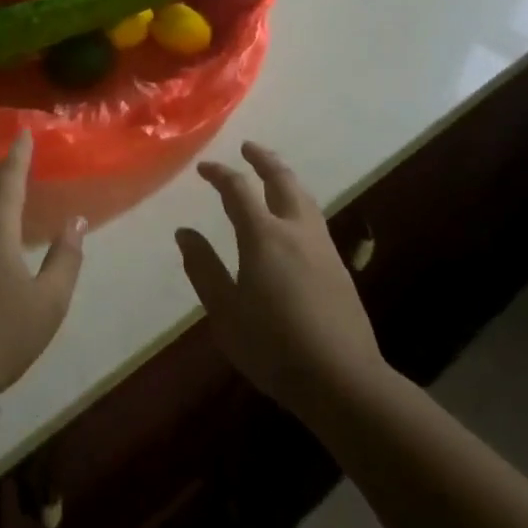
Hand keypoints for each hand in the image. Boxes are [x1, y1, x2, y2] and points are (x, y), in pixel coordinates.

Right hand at [177, 142, 387, 423]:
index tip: (203, 168)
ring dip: (284, 177)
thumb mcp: (225, 311)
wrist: (343, 380)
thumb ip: (204, 268)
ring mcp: (322, 246)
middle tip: (248, 148)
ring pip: (304, 196)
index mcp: (264, 236)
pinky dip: (297, 201)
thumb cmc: (273, 346)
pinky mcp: (339, 266)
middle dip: (263, 159)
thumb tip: (185, 233)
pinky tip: (293, 218)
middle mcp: (296, 230)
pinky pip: (314, 217)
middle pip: (281, 180)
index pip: (238, 189)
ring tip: (271, 173)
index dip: (219, 174)